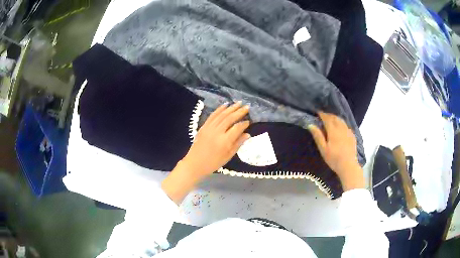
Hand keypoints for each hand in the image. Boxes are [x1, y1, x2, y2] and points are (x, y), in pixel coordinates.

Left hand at [162, 102, 250, 202]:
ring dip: (231, 108)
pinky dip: (219, 109)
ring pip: (222, 115)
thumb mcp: (228, 156)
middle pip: (230, 118)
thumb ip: (238, 144)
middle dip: (239, 111)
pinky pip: (213, 115)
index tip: (249, 121)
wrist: (195, 163)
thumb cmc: (213, 163)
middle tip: (247, 107)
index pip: (237, 128)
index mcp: (225, 141)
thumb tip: (247, 134)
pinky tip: (225, 105)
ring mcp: (209, 128)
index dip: (244, 124)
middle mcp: (217, 132)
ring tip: (239, 103)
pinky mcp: (203, 126)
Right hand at [308, 112, 363, 190]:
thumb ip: (318, 136)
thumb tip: (310, 125)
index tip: (318, 112)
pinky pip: (346, 125)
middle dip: (329, 115)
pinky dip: (341, 123)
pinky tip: (340, 127)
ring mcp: (348, 131)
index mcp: (333, 131)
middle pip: (335, 118)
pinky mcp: (352, 135)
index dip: (322, 114)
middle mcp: (341, 128)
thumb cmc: (333, 159)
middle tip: (323, 116)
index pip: (327, 118)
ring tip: (331, 119)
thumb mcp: (323, 149)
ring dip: (335, 118)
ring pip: (341, 120)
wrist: (348, 166)